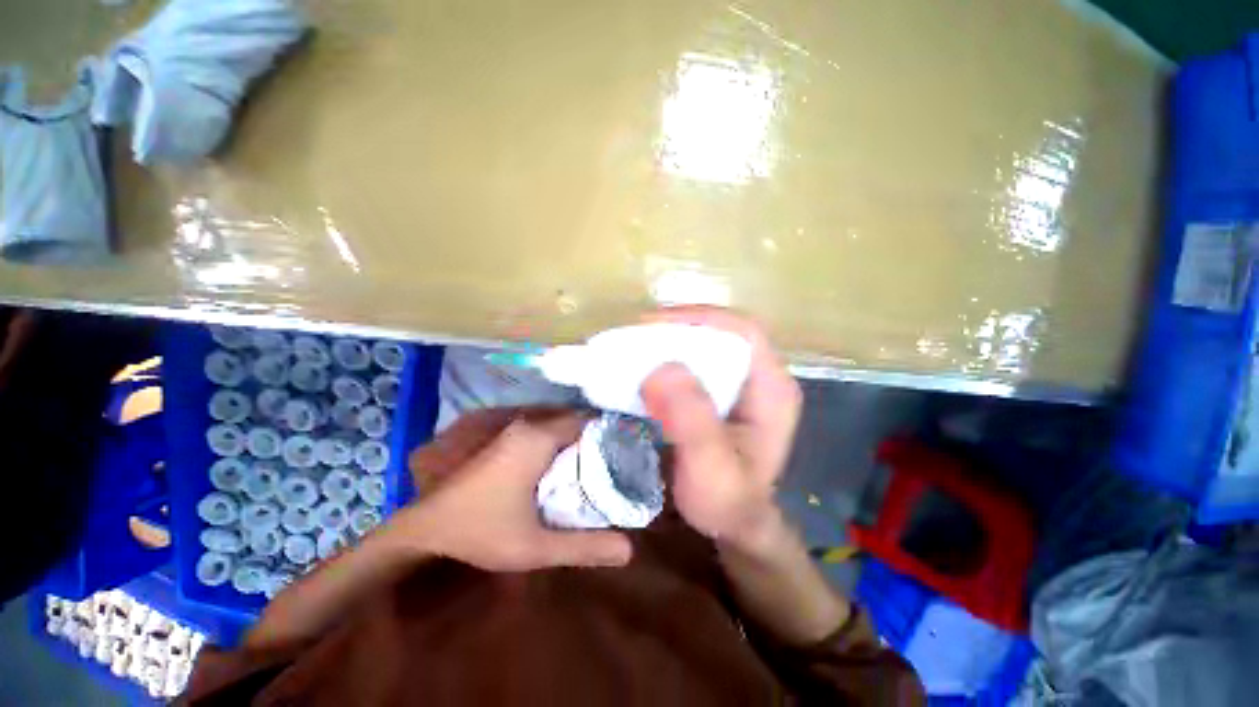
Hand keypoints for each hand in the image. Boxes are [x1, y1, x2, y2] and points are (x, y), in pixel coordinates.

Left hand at [400, 409, 632, 571]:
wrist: (424, 528)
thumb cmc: (481, 531)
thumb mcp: (536, 547)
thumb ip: (583, 546)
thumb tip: (630, 550)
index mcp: (537, 439)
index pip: (585, 422)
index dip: (606, 434)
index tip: (623, 452)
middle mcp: (525, 425)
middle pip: (571, 421)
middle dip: (592, 438)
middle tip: (612, 461)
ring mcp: (510, 429)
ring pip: (555, 425)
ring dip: (573, 440)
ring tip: (593, 463)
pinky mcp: (501, 437)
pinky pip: (540, 431)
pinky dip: (556, 442)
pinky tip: (561, 465)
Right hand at [640, 307, 802, 553]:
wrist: (731, 522)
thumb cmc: (727, 501)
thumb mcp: (711, 470)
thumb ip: (693, 423)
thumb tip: (662, 368)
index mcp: (772, 388)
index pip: (742, 331)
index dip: (699, 318)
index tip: (652, 327)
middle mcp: (759, 376)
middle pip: (720, 332)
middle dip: (676, 329)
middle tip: (634, 339)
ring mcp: (740, 382)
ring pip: (704, 344)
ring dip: (668, 342)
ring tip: (632, 349)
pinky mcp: (720, 390)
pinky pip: (692, 361)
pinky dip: (666, 358)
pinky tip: (643, 368)